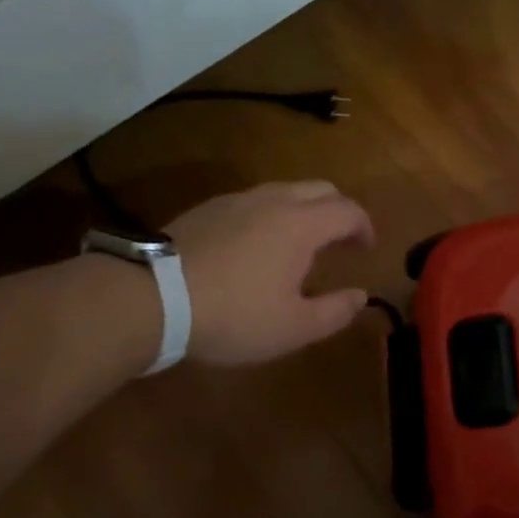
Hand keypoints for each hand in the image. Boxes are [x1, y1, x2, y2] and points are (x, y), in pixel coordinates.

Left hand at [165, 181, 375, 365]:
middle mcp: (274, 200)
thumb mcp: (292, 328)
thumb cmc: (233, 314)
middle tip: (341, 243)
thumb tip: (360, 296)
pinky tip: (257, 245)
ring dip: (304, 210)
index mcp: (301, 224)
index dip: (364, 228)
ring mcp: (237, 199)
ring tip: (300, 245)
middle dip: (339, 211)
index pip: (348, 211)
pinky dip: (272, 214)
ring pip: (285, 190)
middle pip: (320, 189)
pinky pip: (254, 200)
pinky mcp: (208, 208)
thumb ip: (335, 312)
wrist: (151, 297)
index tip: (367, 250)